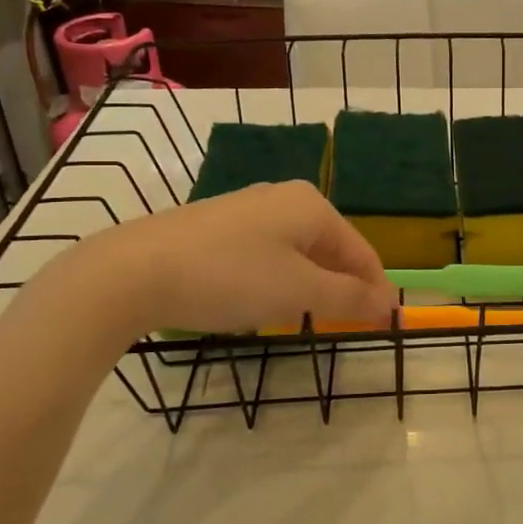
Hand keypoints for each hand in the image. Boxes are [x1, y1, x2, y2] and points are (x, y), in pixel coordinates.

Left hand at [62, 182, 394, 337]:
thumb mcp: (299, 292)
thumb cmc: (230, 277)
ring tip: (302, 317)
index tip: (384, 326)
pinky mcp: (215, 225)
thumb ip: (349, 297)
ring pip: (296, 251)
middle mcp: (284, 197)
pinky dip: (275, 278)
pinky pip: (265, 252)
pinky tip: (257, 300)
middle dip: (340, 287)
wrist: (133, 271)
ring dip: (308, 285)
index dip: (375, 290)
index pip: (361, 252)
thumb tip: (389, 302)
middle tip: (342, 325)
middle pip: (330, 248)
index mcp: (312, 206)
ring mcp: (246, 208)